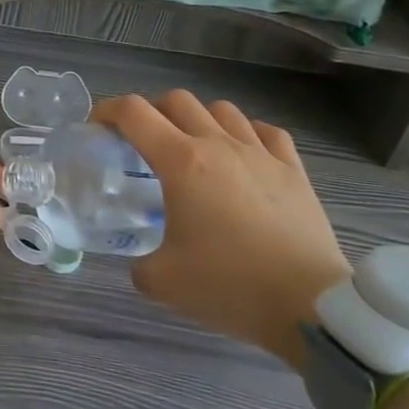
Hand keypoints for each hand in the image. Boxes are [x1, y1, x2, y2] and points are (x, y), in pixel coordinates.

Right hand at [95, 93, 350, 369]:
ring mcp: (260, 154)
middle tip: (142, 142)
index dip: (107, 110)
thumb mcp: (162, 282)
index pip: (133, 112)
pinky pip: (265, 132)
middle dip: (151, 113)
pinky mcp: (294, 171)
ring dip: (198, 119)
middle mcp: (218, 145)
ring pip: (221, 110)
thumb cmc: (230, 287)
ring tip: (193, 147)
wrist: (311, 308)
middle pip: (176, 100)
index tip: (97, 128)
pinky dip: (246, 134)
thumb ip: (139, 263)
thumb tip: (141, 261)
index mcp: (181, 162)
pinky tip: (242, 155)